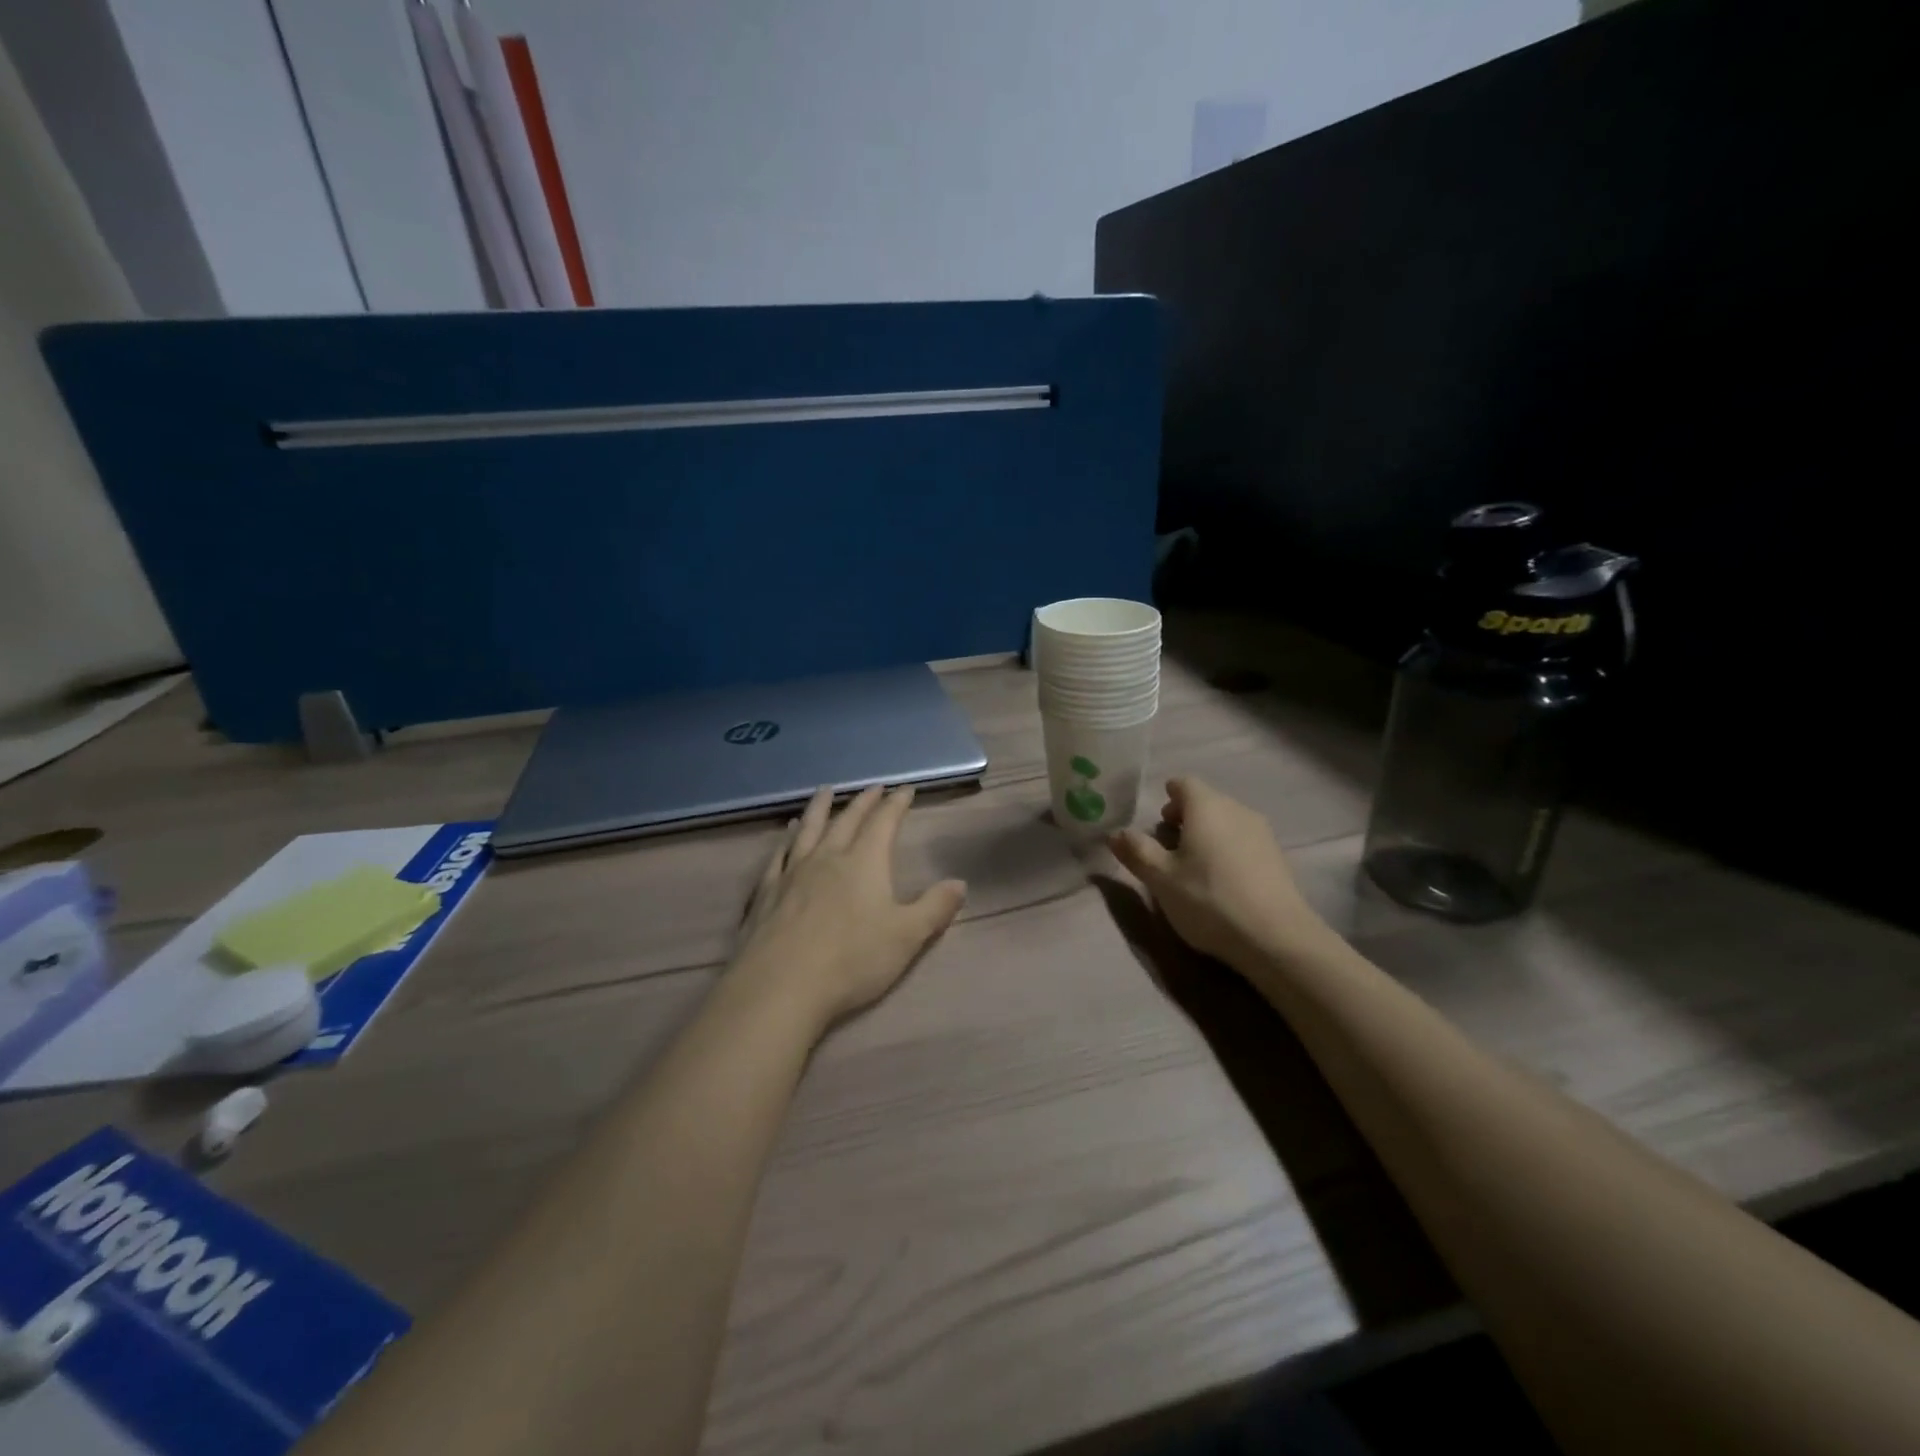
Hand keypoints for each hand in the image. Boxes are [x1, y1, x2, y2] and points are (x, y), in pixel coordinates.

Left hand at [736, 785, 966, 1031]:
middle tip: (873, 787)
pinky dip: (786, 839)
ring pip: (809, 829)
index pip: (884, 822)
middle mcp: (828, 857)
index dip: (896, 804)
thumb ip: (935, 907)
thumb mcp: (907, 936)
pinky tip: (788, 833)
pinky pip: (779, 855)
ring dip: (820, 808)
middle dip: (863, 801)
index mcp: (864, 862)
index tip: (905, 789)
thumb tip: (960, 883)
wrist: (781, 985)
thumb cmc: (852, 960)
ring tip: (825, 792)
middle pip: (847, 820)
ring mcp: (793, 872)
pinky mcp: (766, 892)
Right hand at [1109, 776, 1327, 968]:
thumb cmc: (1208, 899)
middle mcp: (1236, 809)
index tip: (1158, 821)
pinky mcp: (1277, 857)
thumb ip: (1136, 851)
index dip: (1167, 798)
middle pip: (1206, 801)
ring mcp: (1262, 832)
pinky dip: (1227, 850)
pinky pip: (1243, 841)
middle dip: (1184, 818)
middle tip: (1168, 847)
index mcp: (1206, 806)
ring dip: (1207, 835)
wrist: (1276, 938)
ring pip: (1226, 821)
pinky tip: (1222, 881)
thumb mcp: (1161, 878)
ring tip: (1193, 867)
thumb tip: (1115, 833)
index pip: (1183, 784)